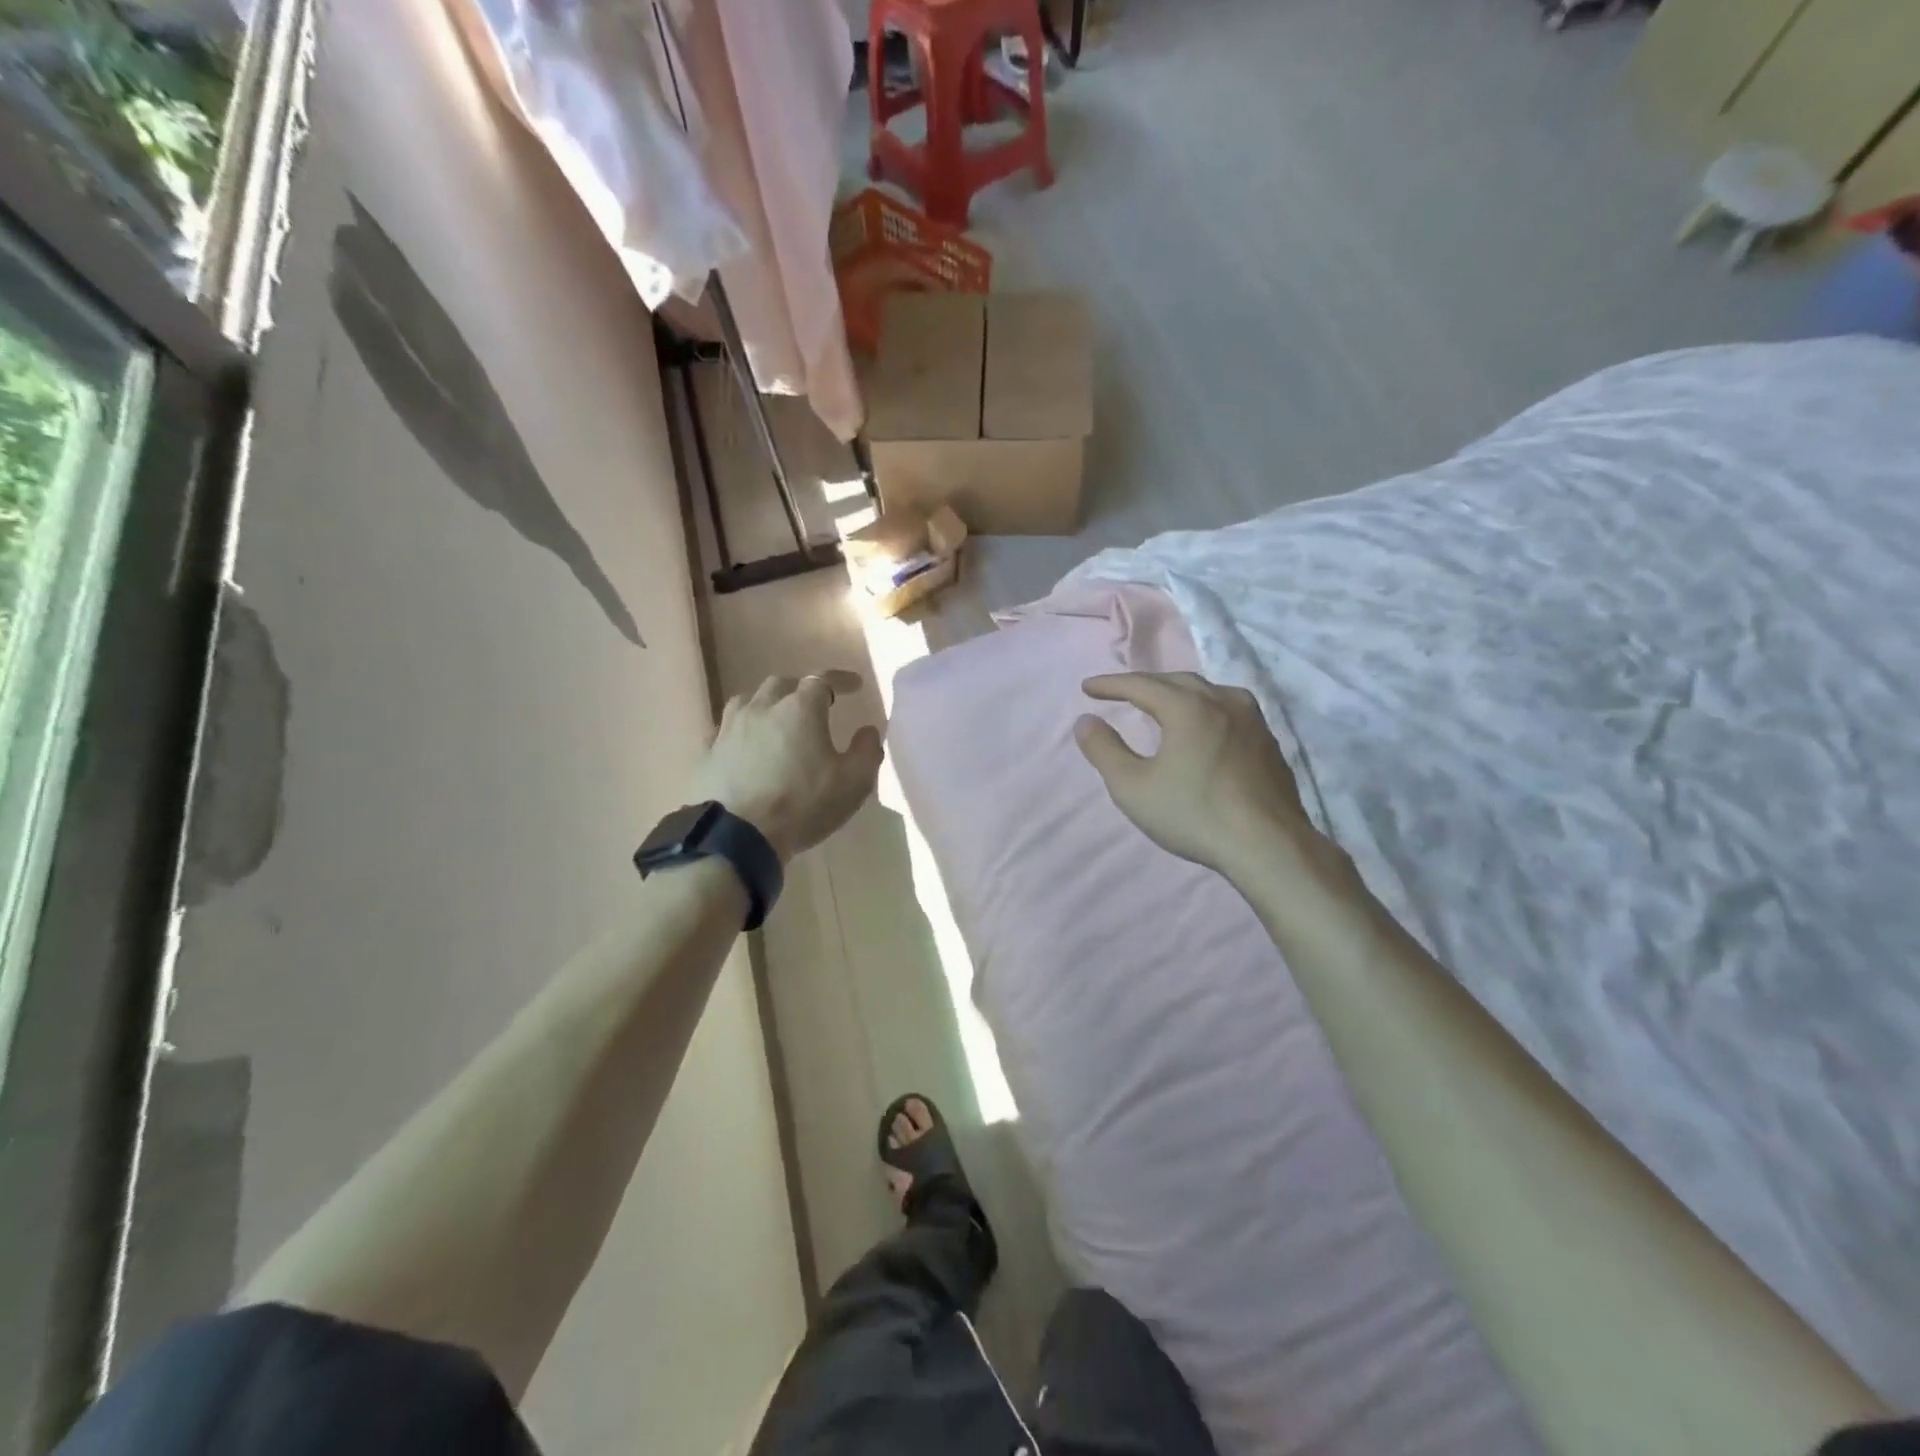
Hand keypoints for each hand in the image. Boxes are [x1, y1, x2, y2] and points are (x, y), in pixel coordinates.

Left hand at [688, 671, 882, 862]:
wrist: (737, 836)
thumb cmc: (802, 805)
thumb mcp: (853, 783)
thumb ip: (867, 751)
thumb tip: (868, 731)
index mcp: (800, 709)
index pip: (823, 679)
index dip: (840, 679)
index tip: (854, 685)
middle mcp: (762, 708)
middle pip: (781, 684)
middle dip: (800, 688)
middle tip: (813, 704)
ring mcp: (729, 729)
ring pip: (747, 701)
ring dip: (765, 704)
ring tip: (774, 719)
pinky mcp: (707, 753)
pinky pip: (723, 730)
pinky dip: (738, 731)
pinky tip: (741, 744)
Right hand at [1074, 672, 1318, 873]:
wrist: (1269, 846)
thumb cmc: (1193, 814)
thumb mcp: (1133, 787)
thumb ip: (1104, 750)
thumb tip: (1085, 722)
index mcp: (1188, 707)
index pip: (1141, 685)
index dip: (1111, 684)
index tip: (1087, 688)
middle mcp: (1223, 701)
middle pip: (1177, 681)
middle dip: (1145, 684)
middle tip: (1121, 693)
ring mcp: (1253, 720)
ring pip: (1209, 692)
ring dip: (1179, 693)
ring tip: (1162, 704)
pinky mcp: (1269, 742)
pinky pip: (1230, 711)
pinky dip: (1205, 710)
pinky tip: (1204, 729)